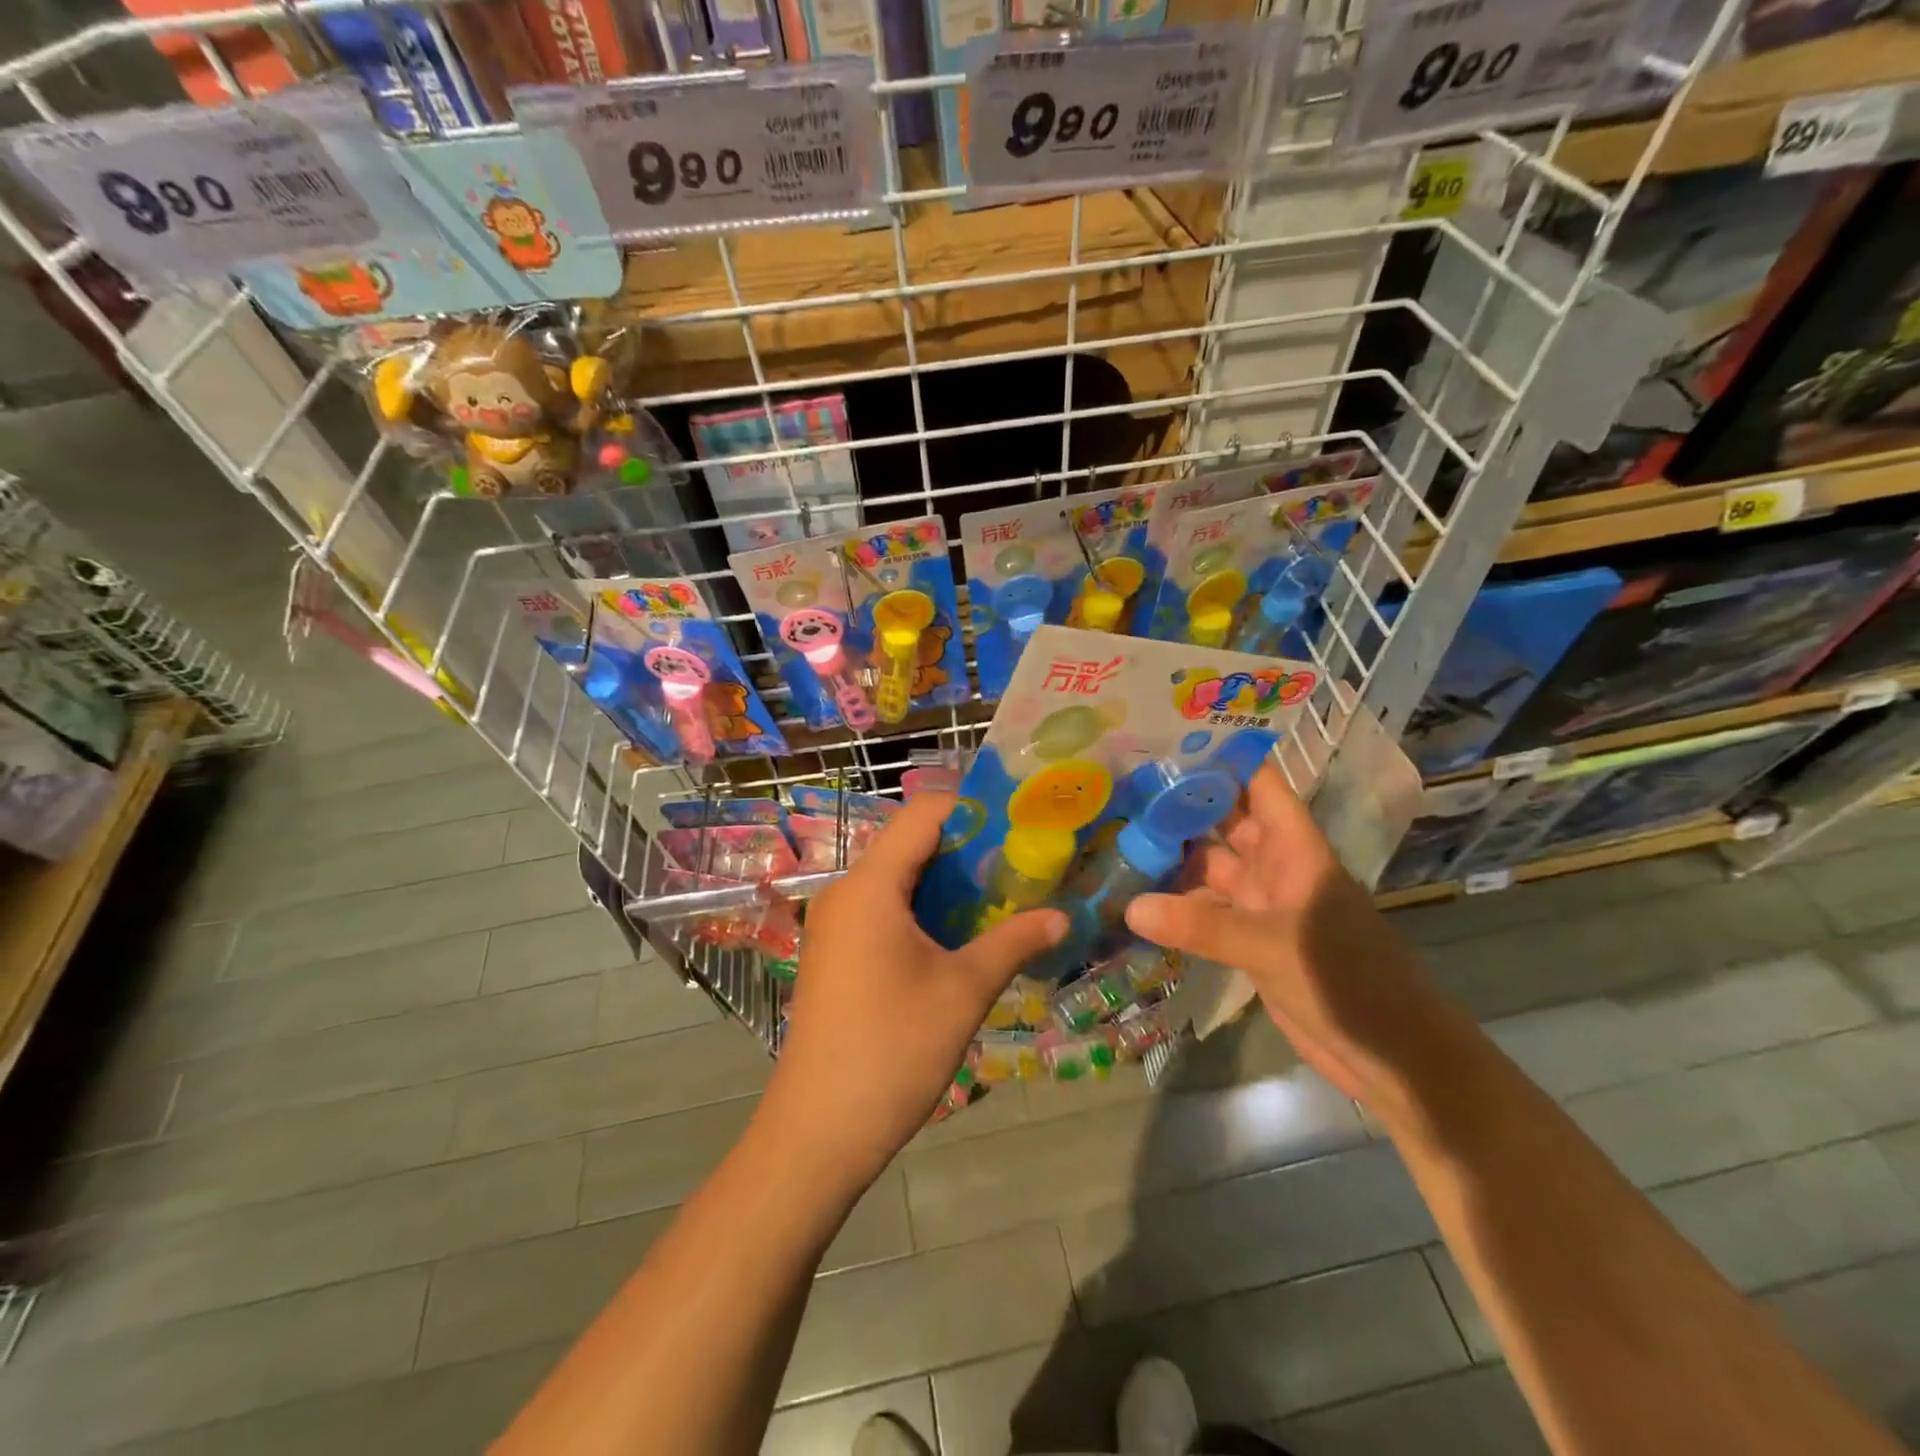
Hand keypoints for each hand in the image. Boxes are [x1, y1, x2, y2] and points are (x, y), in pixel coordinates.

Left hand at [761, 793, 1064, 1189]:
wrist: (817, 1131)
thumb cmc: (892, 1050)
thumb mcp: (963, 991)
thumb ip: (1014, 942)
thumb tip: (1062, 916)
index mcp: (870, 885)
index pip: (923, 813)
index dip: (973, 808)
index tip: (1021, 824)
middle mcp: (846, 892)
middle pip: (910, 842)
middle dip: (968, 847)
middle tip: (1022, 863)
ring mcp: (836, 923)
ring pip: (898, 877)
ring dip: (948, 881)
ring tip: (1003, 896)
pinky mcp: (836, 952)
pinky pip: (884, 908)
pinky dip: (924, 908)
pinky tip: (962, 934)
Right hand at [1124, 763, 1469, 1122]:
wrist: (1392, 1056)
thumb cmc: (1347, 981)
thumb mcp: (1271, 946)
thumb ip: (1200, 926)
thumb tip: (1129, 907)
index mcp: (1294, 850)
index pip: (1259, 786)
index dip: (1222, 761)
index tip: (1166, 743)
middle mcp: (1276, 868)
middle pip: (1225, 824)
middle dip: (1181, 808)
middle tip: (1121, 791)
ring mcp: (1262, 906)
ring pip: (1210, 869)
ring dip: (1173, 859)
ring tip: (1115, 840)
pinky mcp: (1251, 942)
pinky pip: (1207, 912)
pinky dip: (1176, 908)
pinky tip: (1135, 903)